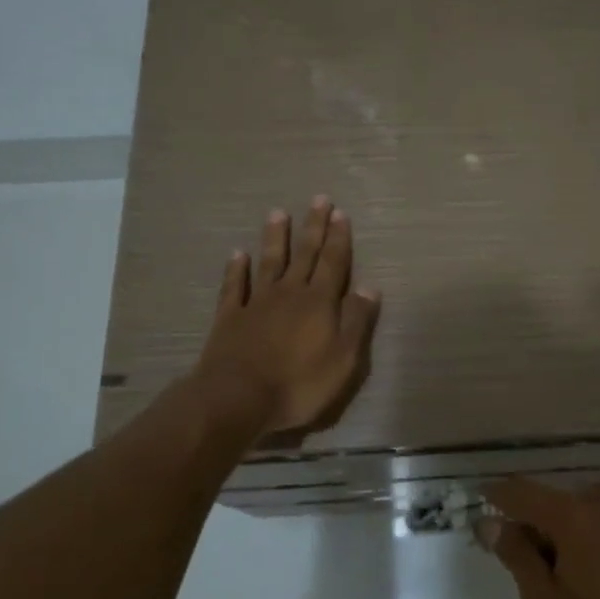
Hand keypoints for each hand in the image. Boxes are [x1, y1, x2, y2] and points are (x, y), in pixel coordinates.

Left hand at [192, 197, 380, 444]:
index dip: (338, 238)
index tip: (340, 213)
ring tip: (278, 213)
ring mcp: (256, 303)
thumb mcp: (343, 359)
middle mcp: (289, 294)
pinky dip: (236, 269)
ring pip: (269, 262)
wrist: (238, 398)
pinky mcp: (229, 318)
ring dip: (275, 238)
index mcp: (319, 302)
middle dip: (313, 227)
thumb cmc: (299, 384)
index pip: (333, 263)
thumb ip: (356, 321)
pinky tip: (237, 254)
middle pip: (304, 255)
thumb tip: (370, 287)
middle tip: (318, 199)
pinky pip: (234, 287)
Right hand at [479, 476, 599, 598]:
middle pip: (551, 499)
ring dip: (560, 529)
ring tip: (557, 573)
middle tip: (521, 562)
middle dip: (531, 523)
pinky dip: (586, 532)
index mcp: (574, 512)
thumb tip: (488, 522)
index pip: (520, 490)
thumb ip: (515, 555)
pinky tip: (589, 571)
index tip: (476, 504)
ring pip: (578, 507)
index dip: (494, 496)